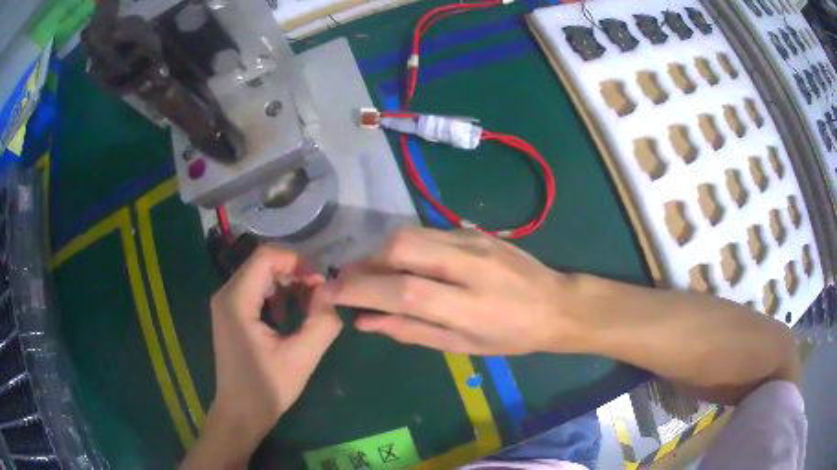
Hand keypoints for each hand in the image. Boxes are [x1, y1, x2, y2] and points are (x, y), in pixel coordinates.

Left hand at [182, 246, 341, 469]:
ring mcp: (226, 303)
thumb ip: (322, 322)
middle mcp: (226, 294)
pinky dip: (277, 295)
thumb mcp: (302, 358)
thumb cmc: (267, 389)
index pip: (267, 256)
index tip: (321, 284)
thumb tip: (330, 293)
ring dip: (287, 284)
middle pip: (263, 263)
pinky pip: (255, 290)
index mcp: (237, 301)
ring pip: (260, 274)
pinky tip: (289, 317)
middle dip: (295, 272)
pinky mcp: (230, 314)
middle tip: (319, 296)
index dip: (298, 261)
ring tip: (308, 307)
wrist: (240, 413)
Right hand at [330, 227, 581, 354]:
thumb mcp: (461, 345)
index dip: (359, 290)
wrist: (556, 304)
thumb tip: (365, 321)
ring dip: (382, 252)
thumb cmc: (511, 336)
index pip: (402, 290)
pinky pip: (427, 232)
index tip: (330, 293)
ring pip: (411, 232)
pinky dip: (406, 247)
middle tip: (354, 280)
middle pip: (401, 246)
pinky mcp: (475, 230)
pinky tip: (407, 264)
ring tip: (375, 273)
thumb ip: (410, 331)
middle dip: (367, 262)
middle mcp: (469, 264)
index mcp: (468, 306)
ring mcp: (474, 240)